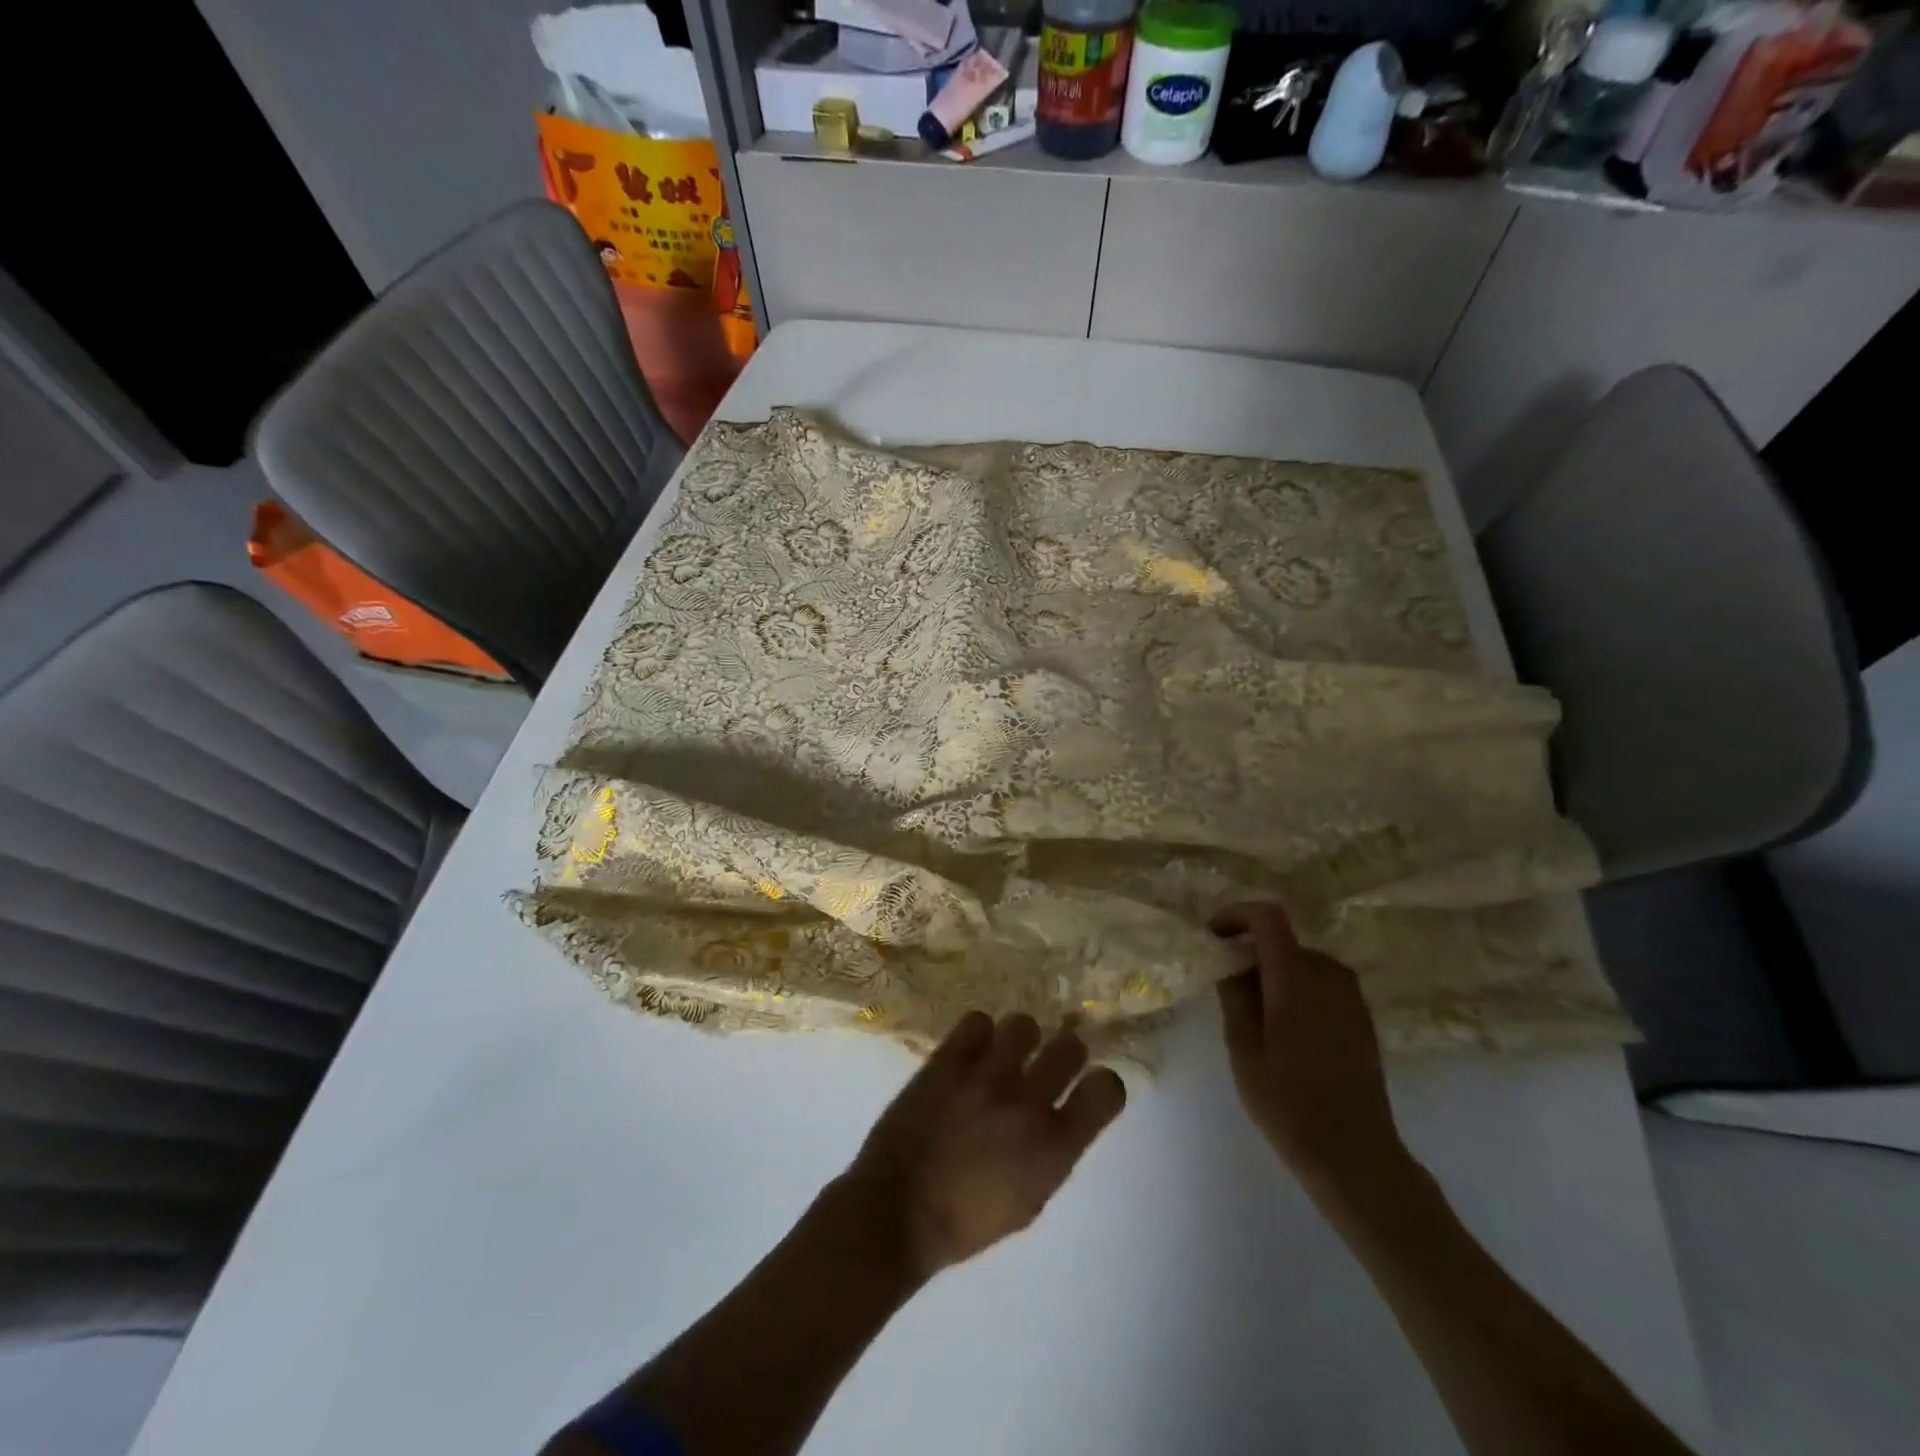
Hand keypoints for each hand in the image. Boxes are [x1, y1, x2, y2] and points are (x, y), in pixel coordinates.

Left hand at [843, 1013, 1127, 1282]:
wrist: (898, 1210)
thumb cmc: (966, 1221)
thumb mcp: (1029, 1200)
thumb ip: (1052, 1152)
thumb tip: (1057, 1115)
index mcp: (1054, 1147)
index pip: (1107, 1089)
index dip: (1103, 1084)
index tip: (1089, 1087)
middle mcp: (1028, 1102)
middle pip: (1071, 1046)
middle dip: (1065, 1053)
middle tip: (1046, 1065)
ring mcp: (986, 1075)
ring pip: (1024, 1024)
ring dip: (1020, 1040)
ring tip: (1004, 1054)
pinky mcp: (949, 1059)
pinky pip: (977, 1020)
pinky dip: (978, 1034)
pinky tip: (970, 1051)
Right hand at [1214, 904, 1406, 1193]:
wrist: (1356, 1155)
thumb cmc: (1289, 1104)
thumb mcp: (1244, 1050)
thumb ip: (1234, 996)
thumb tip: (1227, 959)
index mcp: (1297, 979)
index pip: (1268, 917)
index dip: (1236, 915)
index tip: (1212, 936)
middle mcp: (1330, 975)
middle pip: (1282, 940)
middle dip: (1249, 951)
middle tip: (1224, 985)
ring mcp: (1351, 995)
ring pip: (1300, 960)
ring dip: (1272, 971)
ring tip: (1251, 1012)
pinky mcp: (1361, 1014)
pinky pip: (1320, 981)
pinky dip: (1294, 986)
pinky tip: (1282, 1027)